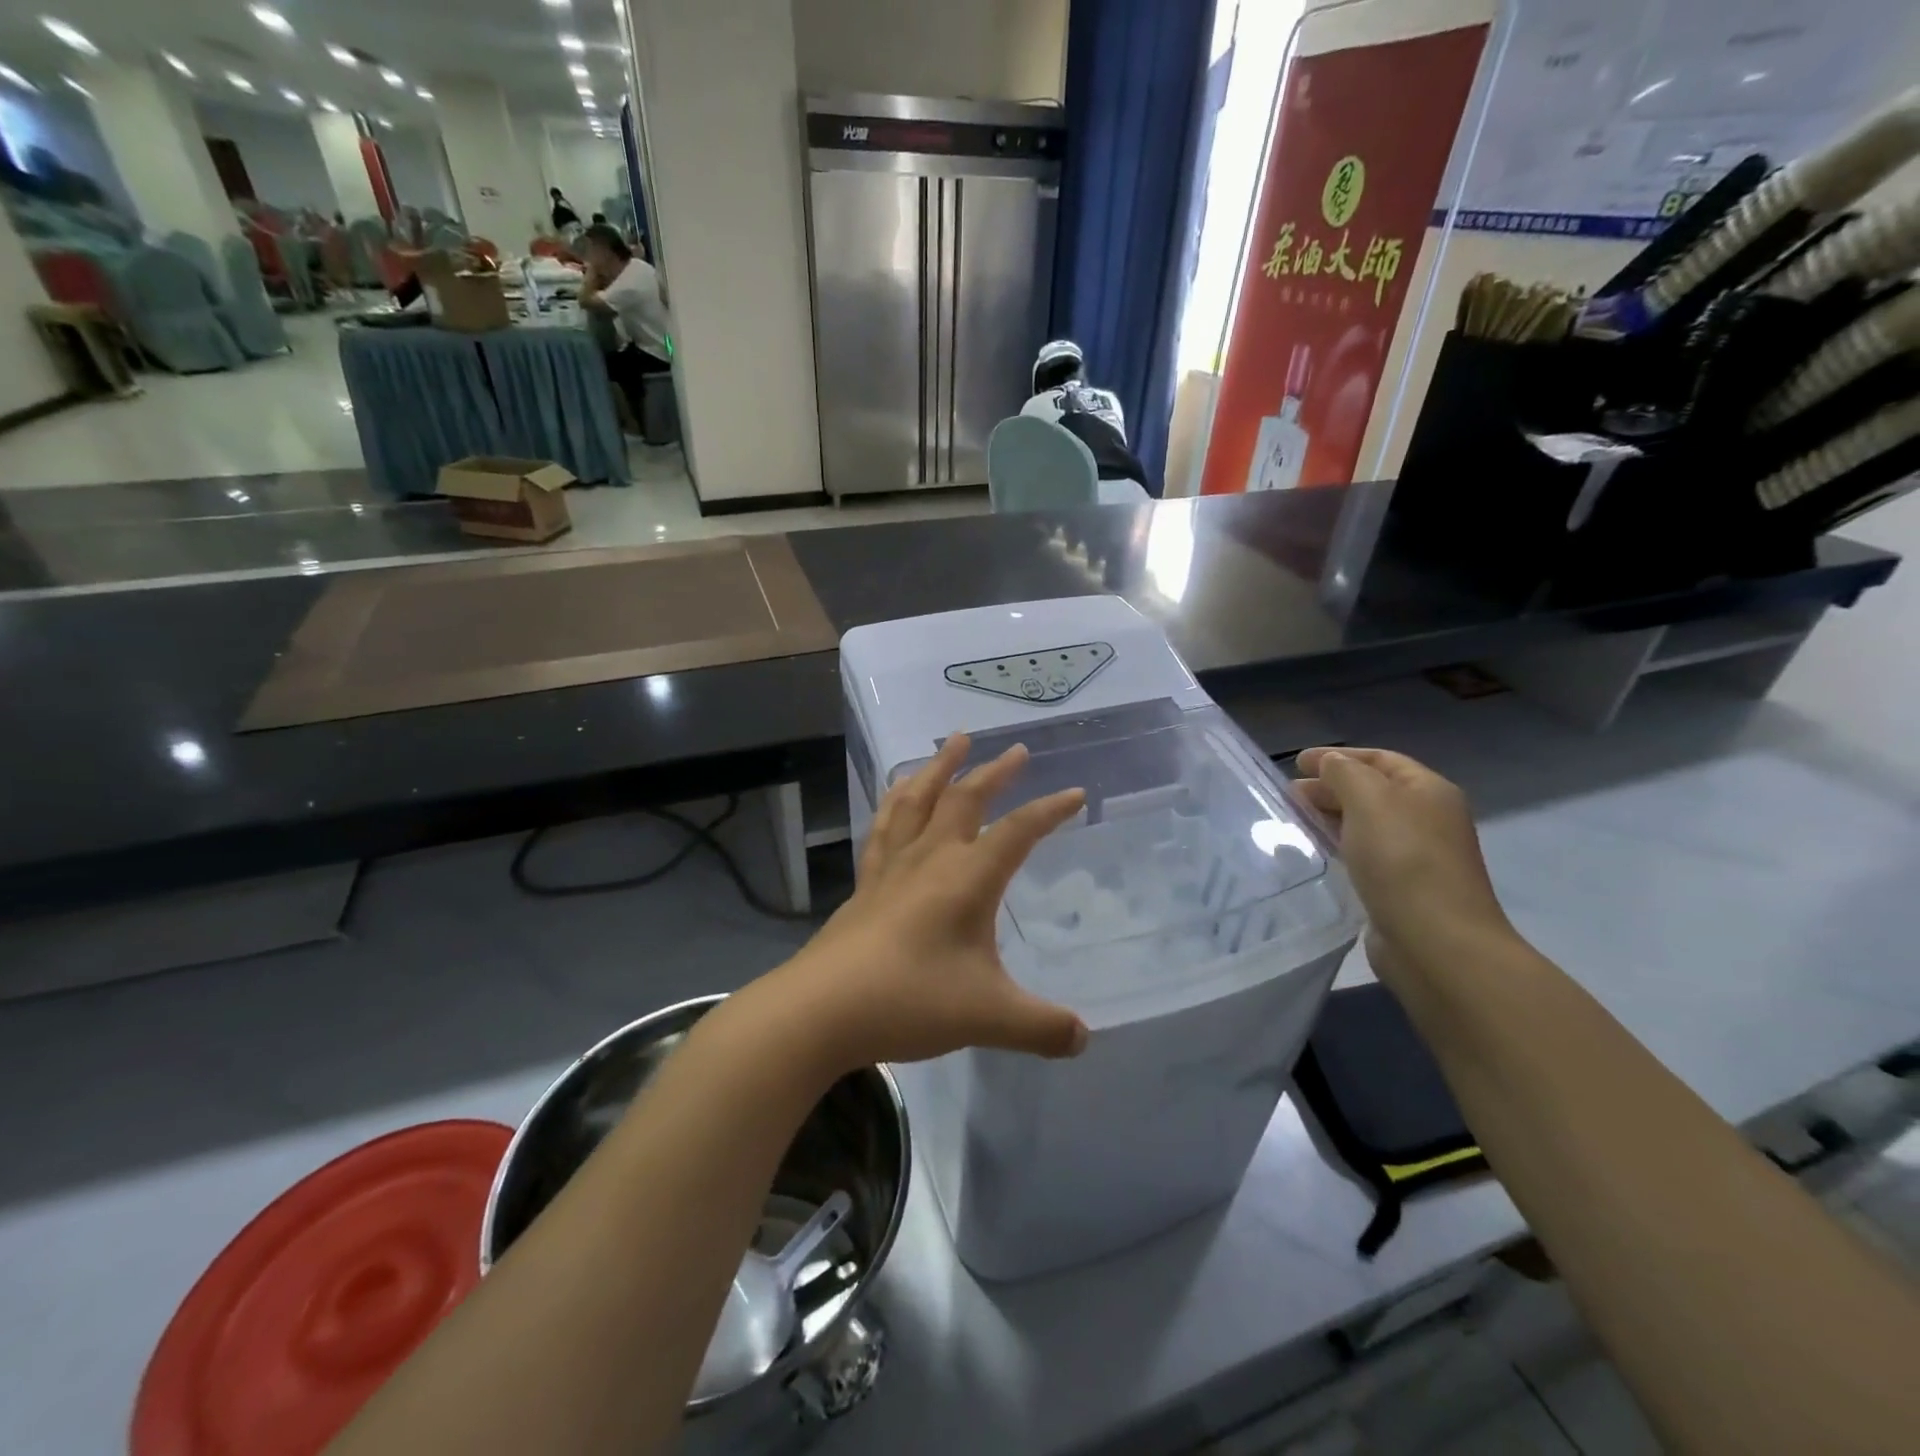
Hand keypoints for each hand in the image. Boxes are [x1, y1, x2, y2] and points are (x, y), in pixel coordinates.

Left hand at [769, 733, 1089, 1070]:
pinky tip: (896, 792)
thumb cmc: (911, 1000)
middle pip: (966, 799)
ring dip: (940, 767)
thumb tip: (1083, 1040)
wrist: (822, 1009)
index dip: (1050, 810)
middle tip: (1015, 750)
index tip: (1075, 793)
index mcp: (967, 877)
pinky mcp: (865, 883)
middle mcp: (931, 858)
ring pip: (919, 799)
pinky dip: (895, 800)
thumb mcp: (989, 1018)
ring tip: (953, 742)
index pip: (1019, 831)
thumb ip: (1042, 1027)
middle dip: (995, 773)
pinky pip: (884, 826)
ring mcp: (893, 867)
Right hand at [1292, 747, 1512, 982]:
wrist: (1436, 942)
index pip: (1380, 759)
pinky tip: (1316, 852)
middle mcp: (1428, 819)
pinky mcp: (1401, 889)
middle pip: (1373, 790)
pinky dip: (1338, 846)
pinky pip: (1363, 855)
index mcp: (1429, 791)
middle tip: (1289, 795)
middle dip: (1330, 787)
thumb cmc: (1403, 860)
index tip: (1296, 763)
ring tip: (1294, 820)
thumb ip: (1345, 773)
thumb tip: (1330, 764)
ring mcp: (1417, 856)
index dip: (1337, 756)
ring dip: (1330, 817)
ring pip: (1366, 824)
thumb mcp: (1369, 800)